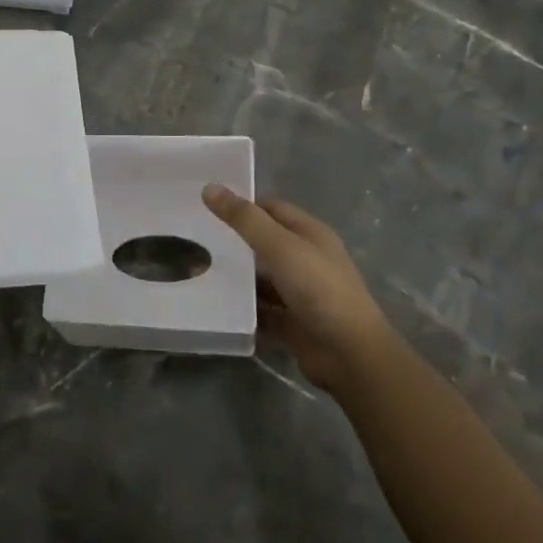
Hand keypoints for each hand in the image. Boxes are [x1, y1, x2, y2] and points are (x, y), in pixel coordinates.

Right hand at [202, 185, 391, 393]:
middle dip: (232, 240)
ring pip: (259, 277)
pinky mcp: (289, 321)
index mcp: (309, 233)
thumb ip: (245, 219)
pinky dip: (241, 305)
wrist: (349, 354)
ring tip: (194, 268)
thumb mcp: (280, 246)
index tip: (205, 205)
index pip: (271, 208)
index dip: (242, 204)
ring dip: (234, 275)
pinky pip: (259, 308)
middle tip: (192, 236)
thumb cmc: (319, 288)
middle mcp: (305, 259)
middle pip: (263, 242)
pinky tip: (213, 301)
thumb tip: (209, 188)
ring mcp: (298, 292)